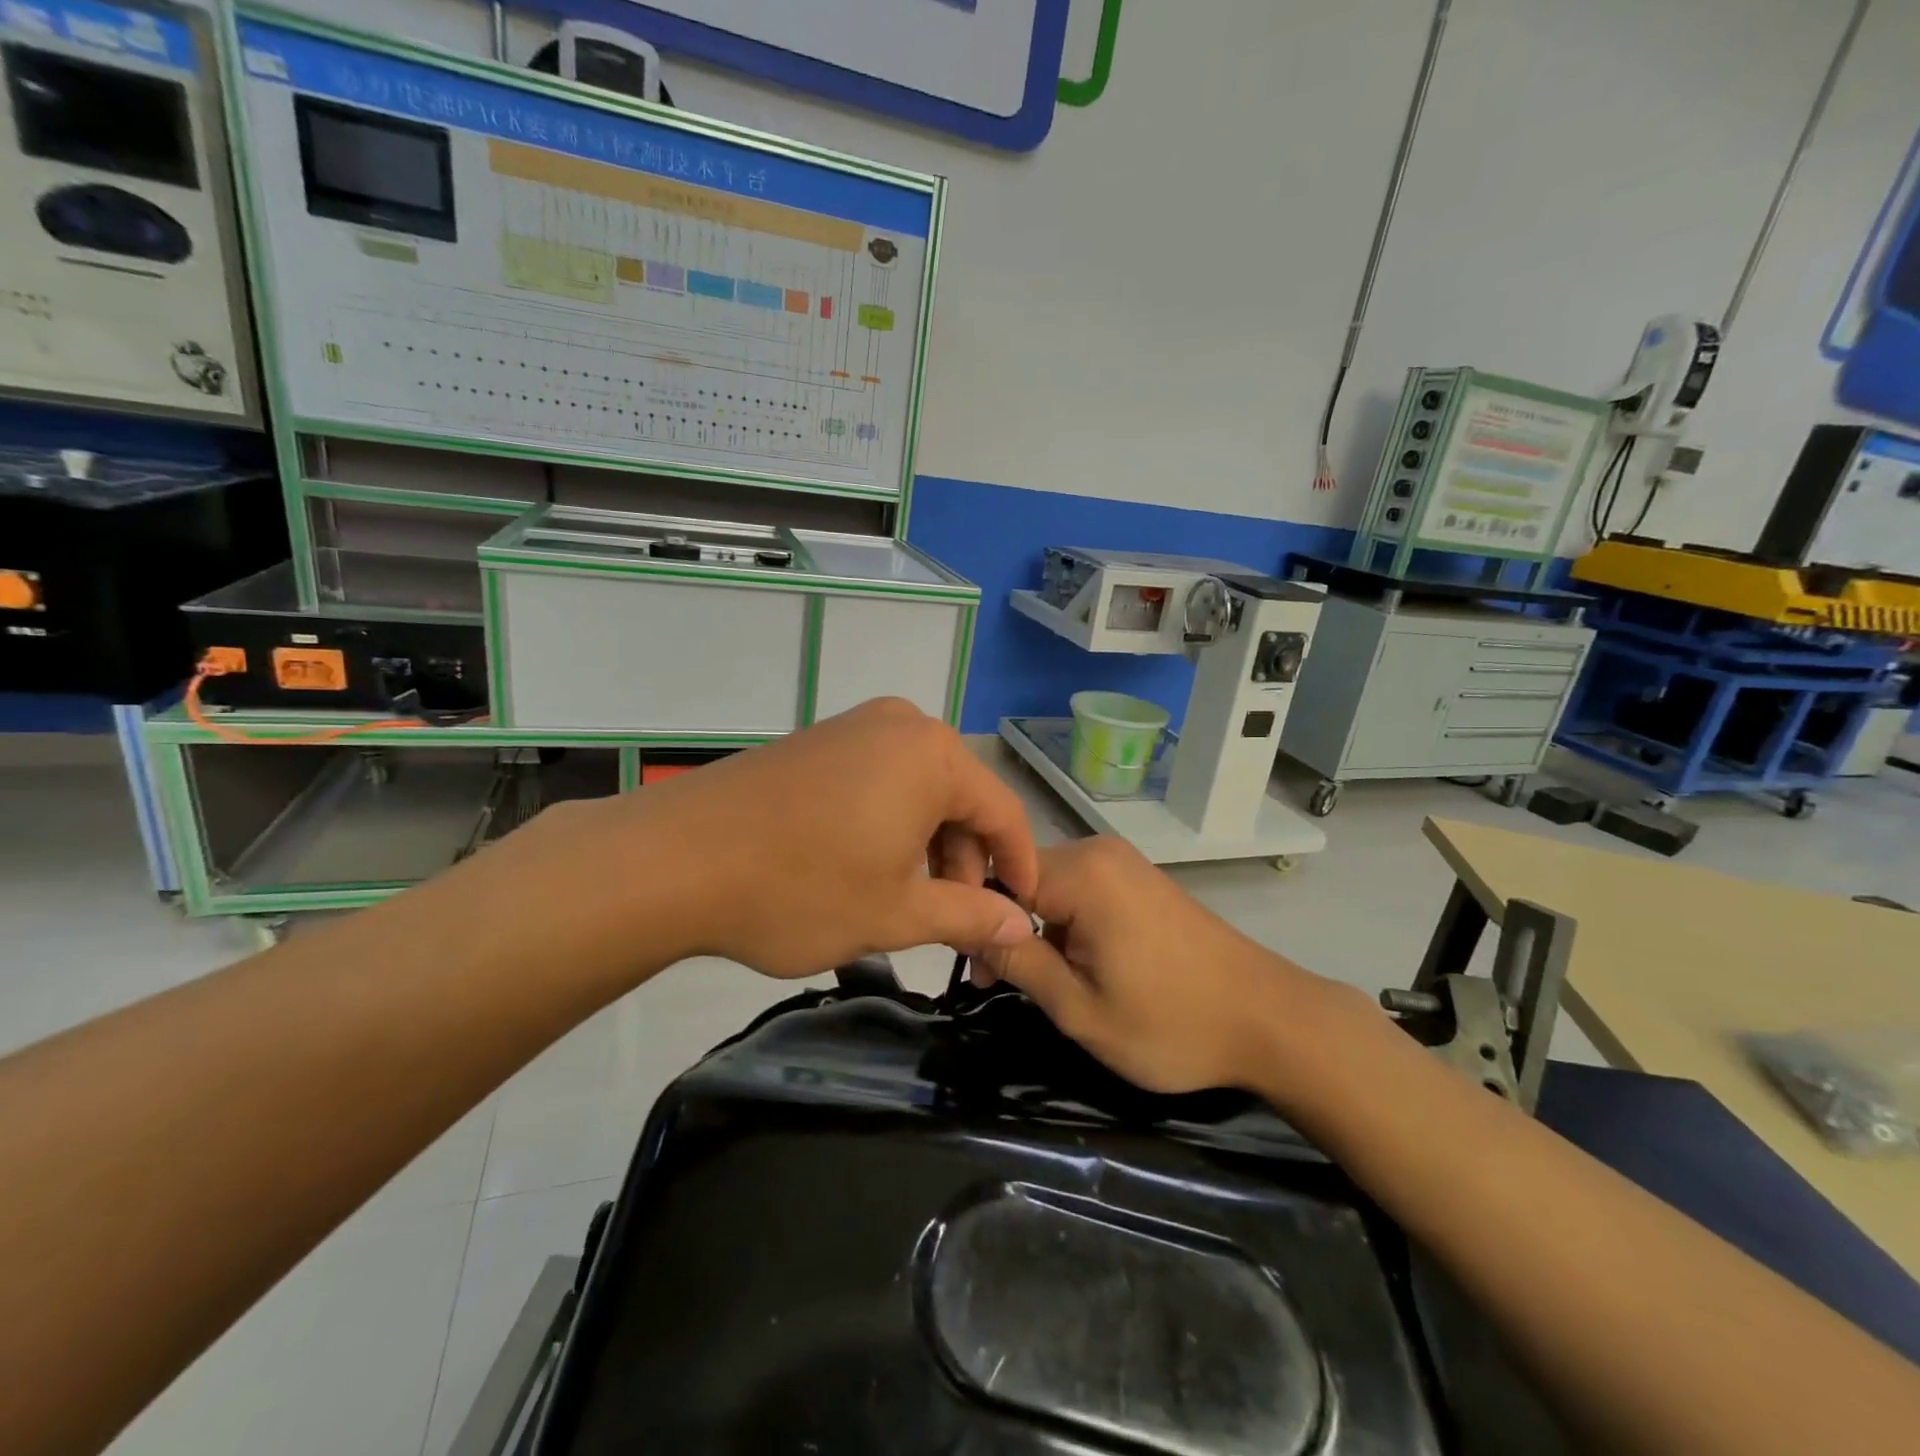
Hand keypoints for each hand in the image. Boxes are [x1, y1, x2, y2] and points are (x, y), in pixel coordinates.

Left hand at [528, 698, 1039, 978]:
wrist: (674, 858)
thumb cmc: (801, 887)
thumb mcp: (894, 912)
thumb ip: (968, 916)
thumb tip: (1019, 926)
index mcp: (935, 755)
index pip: (1004, 812)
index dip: (1019, 867)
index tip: (1021, 915)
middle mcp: (902, 725)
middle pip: (960, 798)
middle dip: (966, 863)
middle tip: (956, 924)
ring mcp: (854, 728)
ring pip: (918, 791)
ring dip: (927, 847)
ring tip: (909, 905)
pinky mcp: (818, 742)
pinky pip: (879, 781)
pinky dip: (890, 826)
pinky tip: (869, 870)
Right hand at [977, 837, 1332, 1092]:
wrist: (1270, 1019)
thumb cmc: (1172, 1023)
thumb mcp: (1082, 1009)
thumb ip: (1020, 962)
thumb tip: (967, 929)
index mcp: (1082, 873)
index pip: (998, 878)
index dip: (980, 925)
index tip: (981, 976)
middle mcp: (1099, 852)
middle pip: (1024, 879)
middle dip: (1008, 929)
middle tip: (1005, 986)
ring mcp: (1124, 863)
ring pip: (1052, 887)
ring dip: (1039, 930)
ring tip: (1049, 984)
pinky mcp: (1140, 879)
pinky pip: (1082, 891)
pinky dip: (1068, 924)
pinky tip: (1081, 964)